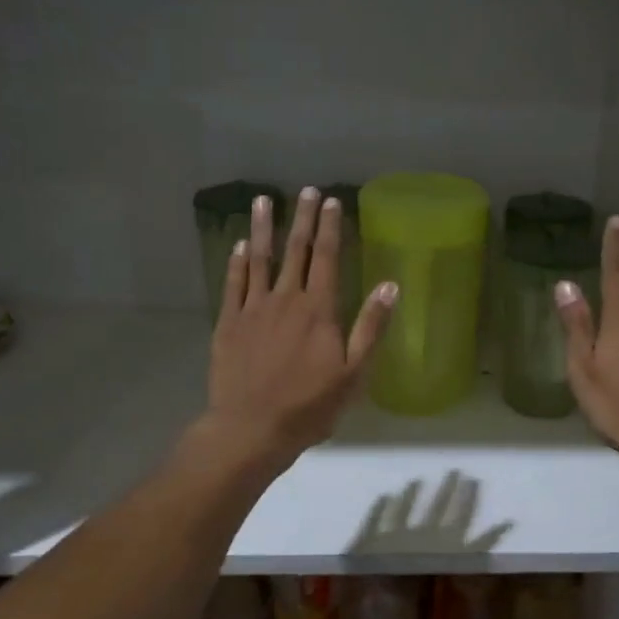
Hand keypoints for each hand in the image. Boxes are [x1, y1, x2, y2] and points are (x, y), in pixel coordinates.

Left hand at [202, 187, 397, 464]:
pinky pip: (234, 284)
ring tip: (263, 201)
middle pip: (295, 250)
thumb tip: (390, 286)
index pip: (326, 258)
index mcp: (318, 310)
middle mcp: (285, 299)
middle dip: (302, 218)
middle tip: (306, 191)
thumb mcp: (354, 373)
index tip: (331, 202)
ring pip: (260, 259)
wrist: (251, 428)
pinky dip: (237, 262)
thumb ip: (371, 327)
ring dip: (263, 228)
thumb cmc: (310, 405)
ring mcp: (253, 309)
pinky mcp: (229, 323)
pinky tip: (240, 246)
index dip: (330, 228)